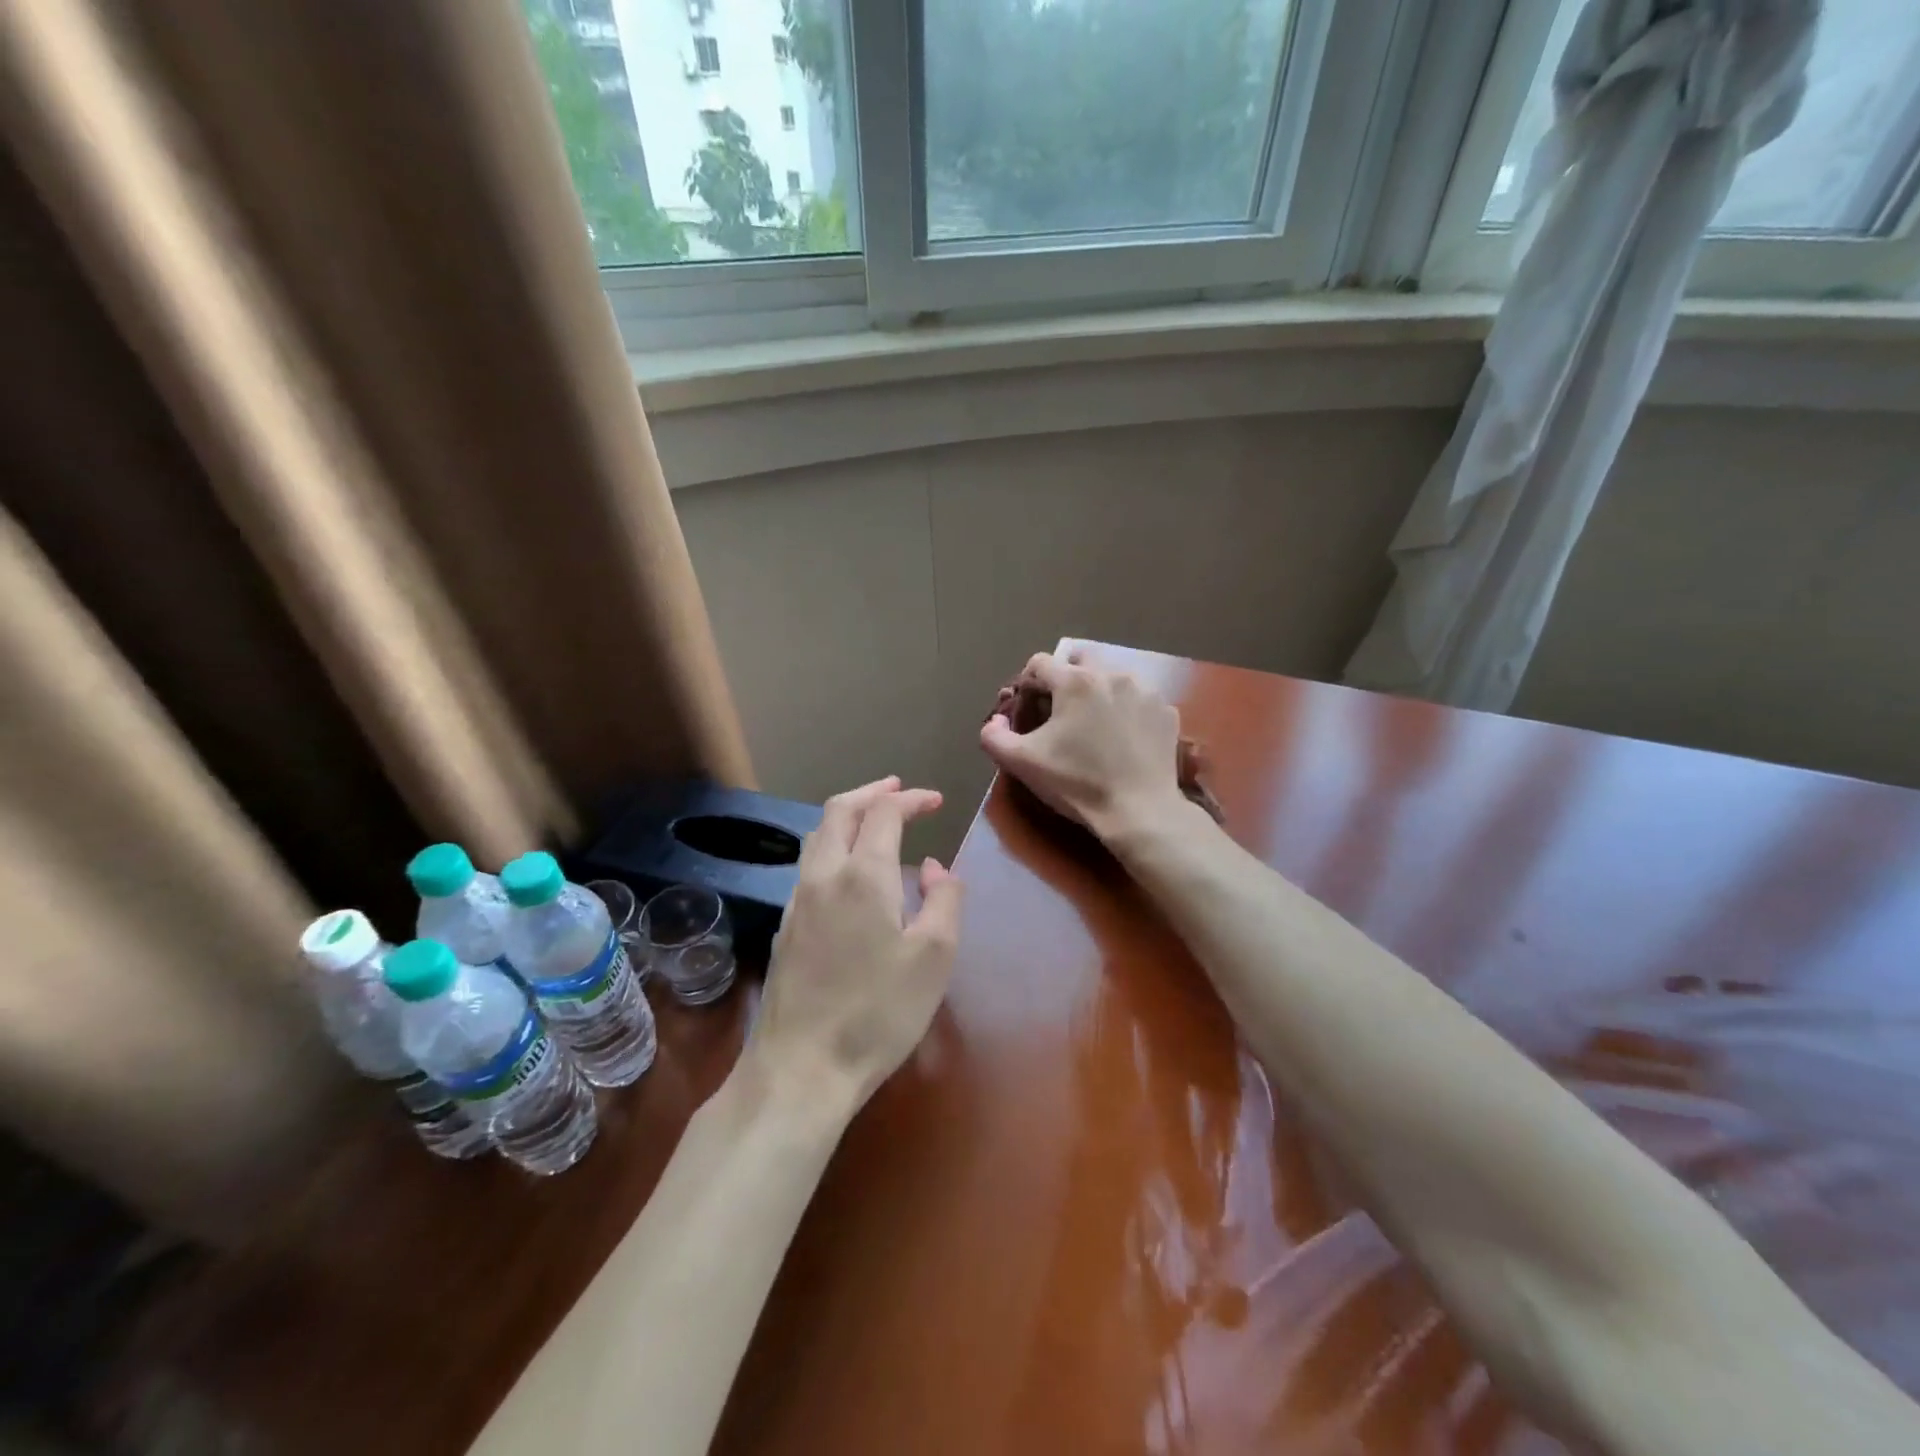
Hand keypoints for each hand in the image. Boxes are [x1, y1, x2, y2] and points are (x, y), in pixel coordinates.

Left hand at [747, 777, 963, 1113]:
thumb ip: (944, 900)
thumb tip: (933, 867)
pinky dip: (832, 847)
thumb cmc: (878, 1012)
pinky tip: (849, 874)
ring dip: (847, 817)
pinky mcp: (785, 928)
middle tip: (898, 789)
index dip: (912, 799)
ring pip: (817, 837)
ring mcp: (797, 902)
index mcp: (863, 875)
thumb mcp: (934, 957)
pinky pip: (808, 866)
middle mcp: (823, 876)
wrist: (801, 1067)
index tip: (936, 800)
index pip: (885, 813)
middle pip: (839, 811)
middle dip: (871, 793)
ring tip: (873, 822)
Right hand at [980, 652, 1190, 841]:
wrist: (1140, 812)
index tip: (1027, 712)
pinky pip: (1138, 700)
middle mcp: (1113, 674)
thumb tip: (996, 722)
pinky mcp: (1166, 712)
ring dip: (1097, 693)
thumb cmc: (1077, 783)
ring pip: (1112, 677)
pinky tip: (1122, 739)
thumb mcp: (1021, 763)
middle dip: (1064, 679)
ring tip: (1093, 726)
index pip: (1039, 663)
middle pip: (1079, 660)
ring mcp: (1145, 692)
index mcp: (1075, 681)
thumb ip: (994, 736)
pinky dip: (1126, 711)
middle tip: (1060, 714)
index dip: (1026, 685)